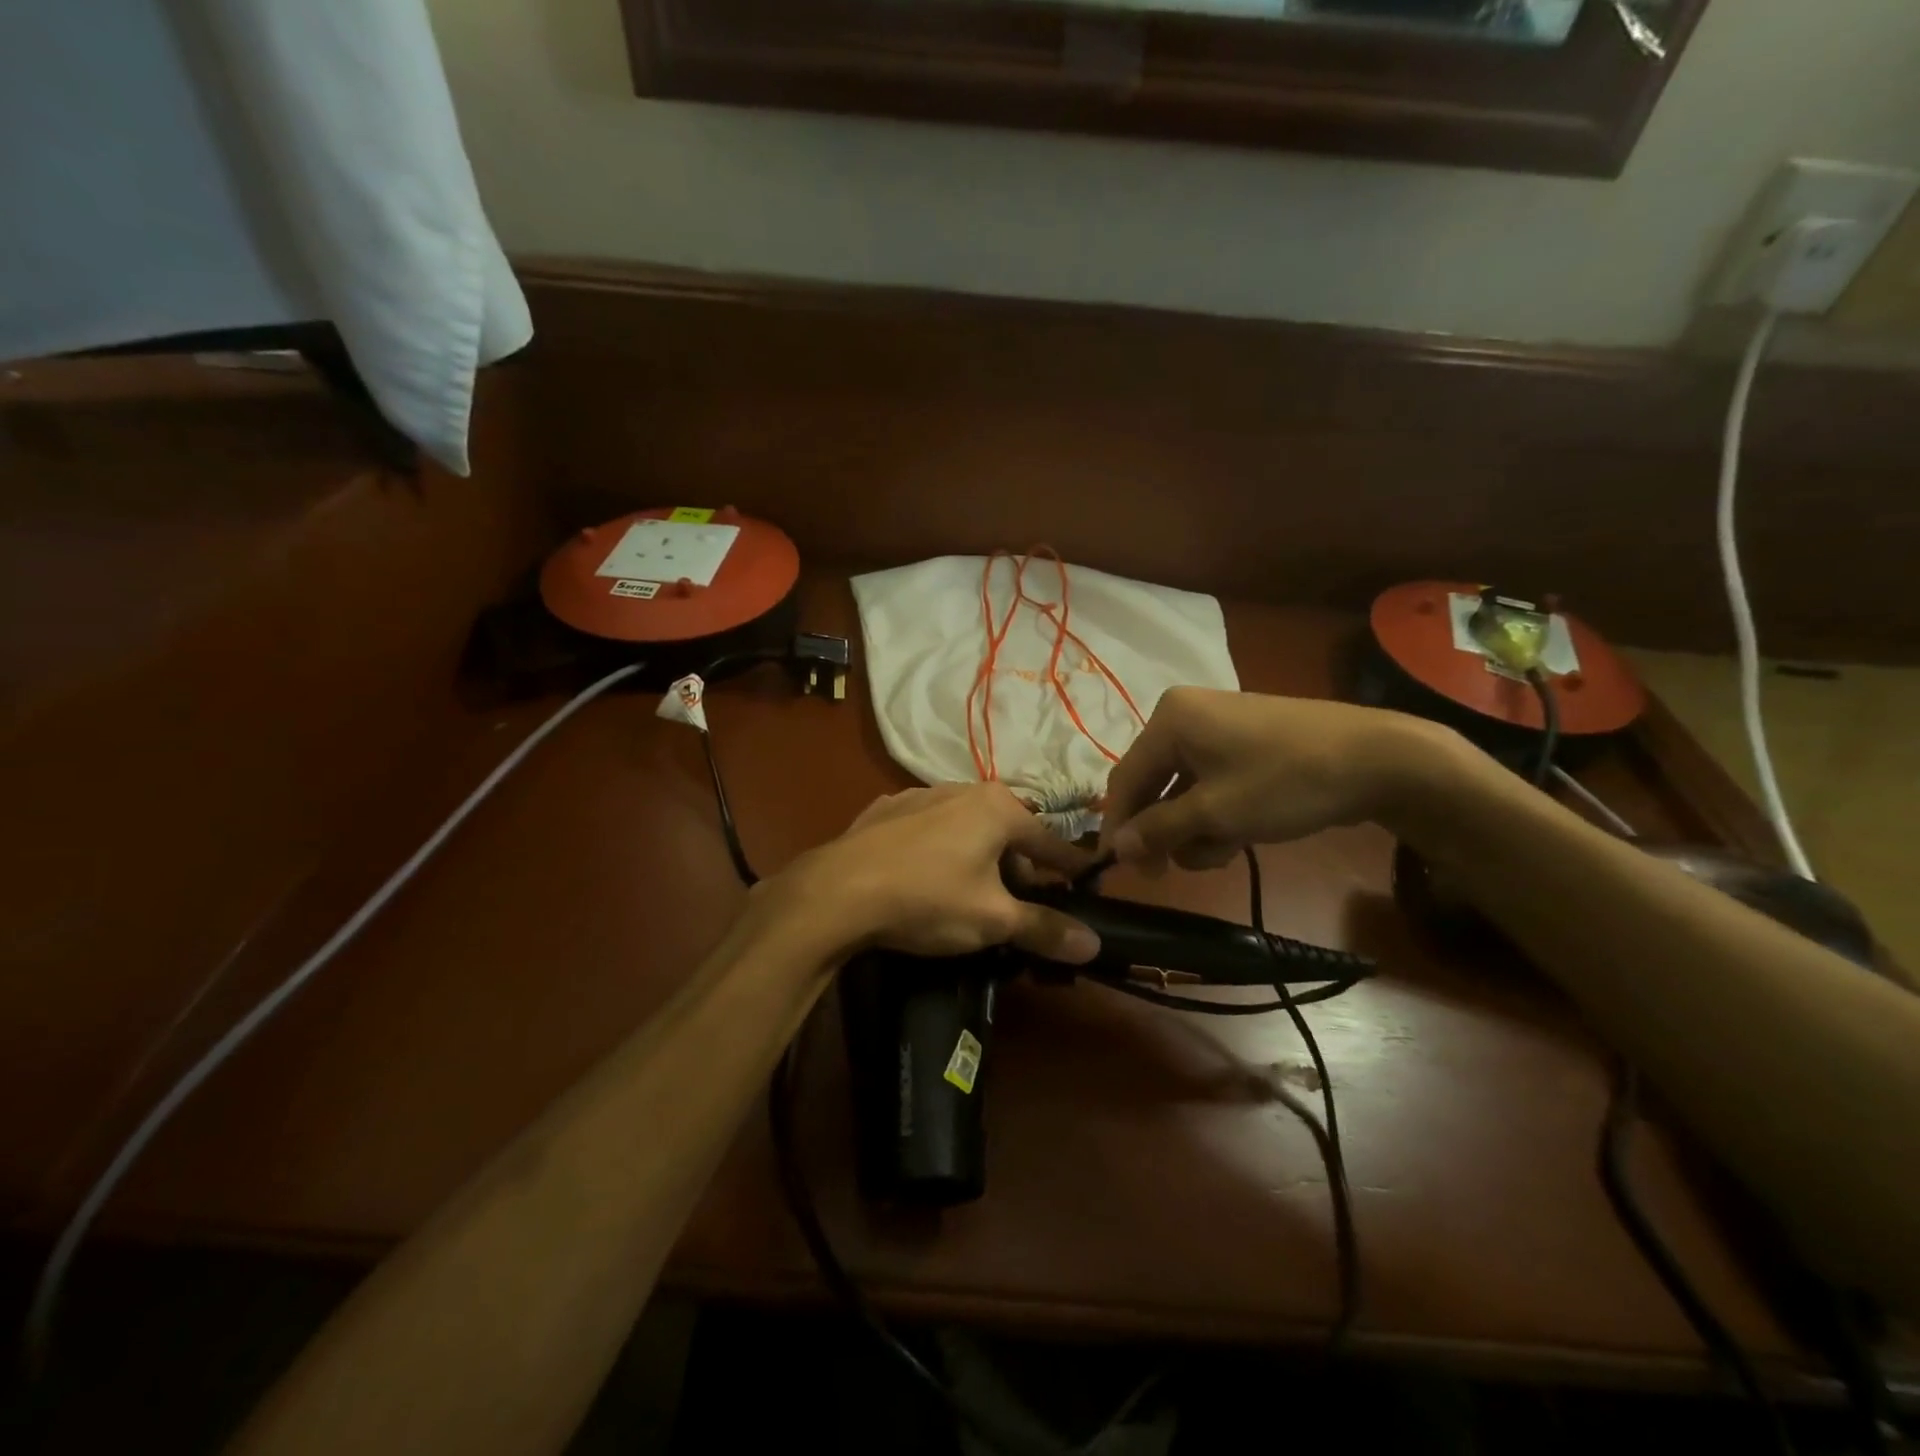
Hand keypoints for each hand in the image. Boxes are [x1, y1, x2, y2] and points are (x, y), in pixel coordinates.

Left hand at [769, 784, 1101, 963]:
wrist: (836, 892)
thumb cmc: (928, 899)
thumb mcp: (993, 920)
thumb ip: (1045, 928)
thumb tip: (1094, 943)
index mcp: (997, 807)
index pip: (1050, 842)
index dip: (1071, 869)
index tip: (1087, 886)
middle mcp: (962, 789)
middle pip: (1007, 833)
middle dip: (1019, 869)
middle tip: (1021, 907)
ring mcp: (919, 795)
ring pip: (967, 829)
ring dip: (979, 858)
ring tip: (974, 895)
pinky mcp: (885, 811)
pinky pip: (929, 830)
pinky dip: (940, 851)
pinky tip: (927, 878)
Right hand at [1100, 687, 1445, 871]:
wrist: (1379, 759)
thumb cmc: (1284, 782)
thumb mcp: (1215, 813)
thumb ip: (1157, 829)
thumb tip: (1114, 847)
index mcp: (1169, 720)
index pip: (1125, 778)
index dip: (1118, 826)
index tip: (1117, 870)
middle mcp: (1185, 716)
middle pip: (1153, 785)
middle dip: (1165, 831)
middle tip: (1169, 873)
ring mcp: (1217, 728)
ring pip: (1183, 790)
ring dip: (1195, 828)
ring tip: (1225, 852)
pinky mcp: (1245, 743)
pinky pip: (1211, 783)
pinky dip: (1216, 813)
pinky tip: (1240, 837)